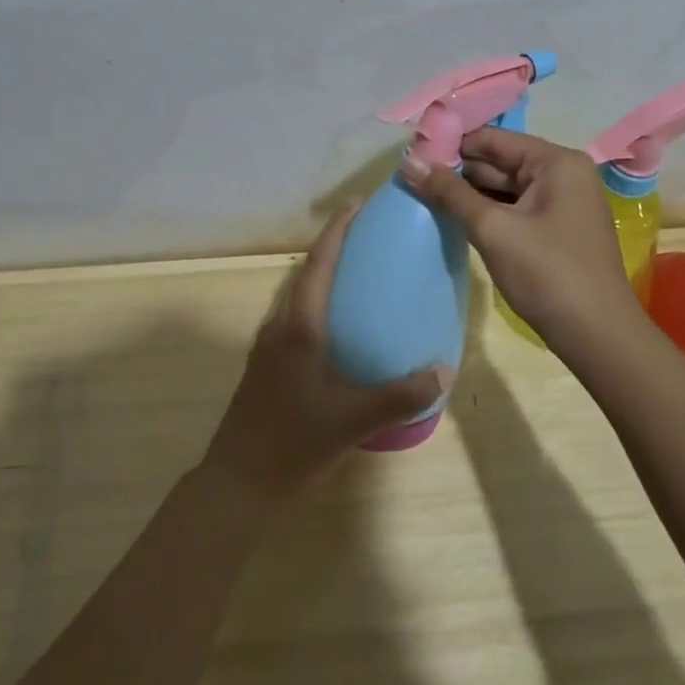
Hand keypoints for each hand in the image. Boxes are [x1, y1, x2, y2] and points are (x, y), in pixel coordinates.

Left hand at [203, 204, 449, 502]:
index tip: (359, 203)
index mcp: (299, 327)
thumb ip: (400, 395)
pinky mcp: (267, 364)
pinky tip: (341, 327)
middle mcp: (280, 326)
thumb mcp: (353, 420)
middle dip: (335, 246)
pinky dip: (319, 304)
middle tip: (370, 236)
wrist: (240, 481)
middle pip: (307, 272)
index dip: (338, 229)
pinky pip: (296, 317)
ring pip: (299, 295)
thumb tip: (444, 370)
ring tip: (360, 274)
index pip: (319, 263)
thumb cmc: (293, 443)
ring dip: (324, 274)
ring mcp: (269, 345)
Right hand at [402, 128, 631, 345]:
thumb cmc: (548, 274)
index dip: (451, 145)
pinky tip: (453, 218)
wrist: (597, 337)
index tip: (411, 156)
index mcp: (556, 162)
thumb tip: (408, 163)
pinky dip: (485, 212)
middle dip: (456, 170)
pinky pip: (513, 209)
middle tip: (410, 178)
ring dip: (467, 193)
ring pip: (503, 187)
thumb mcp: (492, 229)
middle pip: (498, 161)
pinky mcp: (555, 230)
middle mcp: (563, 174)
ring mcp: (561, 203)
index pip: (493, 139)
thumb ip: (449, 193)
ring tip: (421, 195)